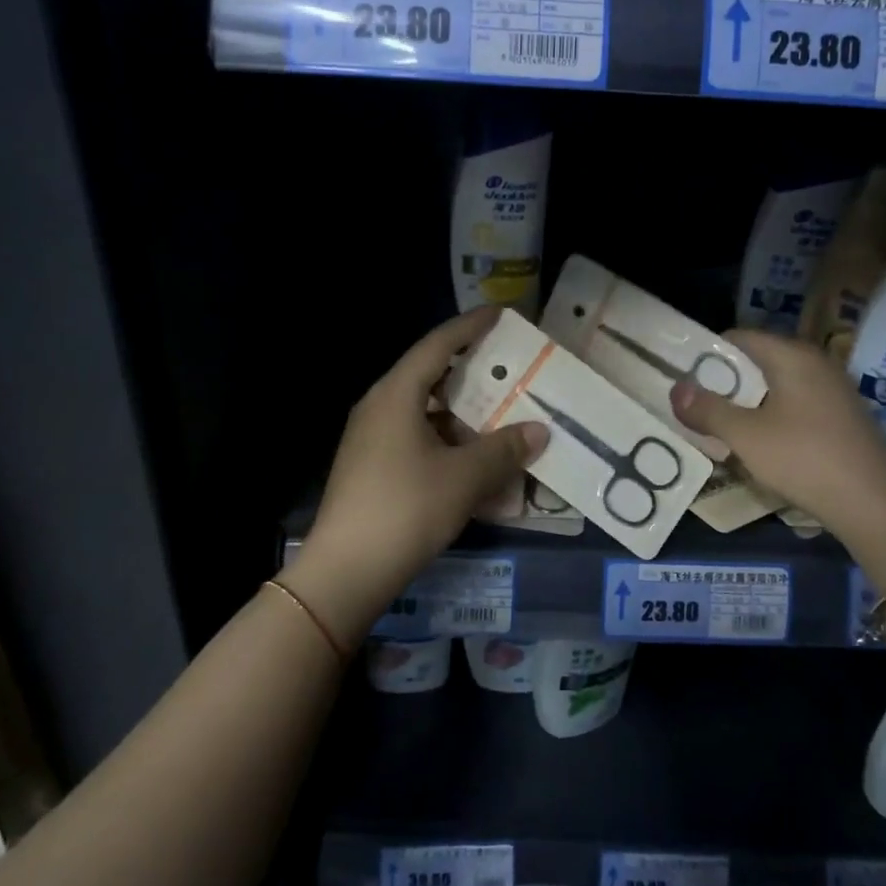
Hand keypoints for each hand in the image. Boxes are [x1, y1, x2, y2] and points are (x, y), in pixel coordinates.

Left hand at [285, 309, 547, 646]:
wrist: (346, 571)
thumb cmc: (406, 508)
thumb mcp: (464, 477)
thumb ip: (505, 449)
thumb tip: (539, 431)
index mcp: (396, 394)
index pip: (437, 345)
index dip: (470, 327)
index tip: (500, 314)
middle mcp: (379, 407)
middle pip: (429, 375)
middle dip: (470, 371)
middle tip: (508, 367)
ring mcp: (371, 438)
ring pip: (424, 410)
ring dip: (461, 411)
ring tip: (498, 414)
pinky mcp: (371, 466)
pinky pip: (416, 437)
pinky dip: (446, 439)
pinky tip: (472, 458)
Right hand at [671, 329, 885, 539]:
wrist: (876, 505)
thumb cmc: (805, 459)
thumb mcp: (746, 436)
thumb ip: (708, 410)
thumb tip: (675, 388)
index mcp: (792, 355)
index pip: (738, 337)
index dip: (706, 354)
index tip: (682, 378)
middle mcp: (814, 363)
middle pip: (756, 361)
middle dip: (723, 382)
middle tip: (694, 406)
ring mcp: (832, 390)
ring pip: (775, 385)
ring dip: (745, 403)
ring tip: (718, 427)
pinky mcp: (841, 417)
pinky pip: (793, 404)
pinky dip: (770, 416)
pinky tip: (758, 444)